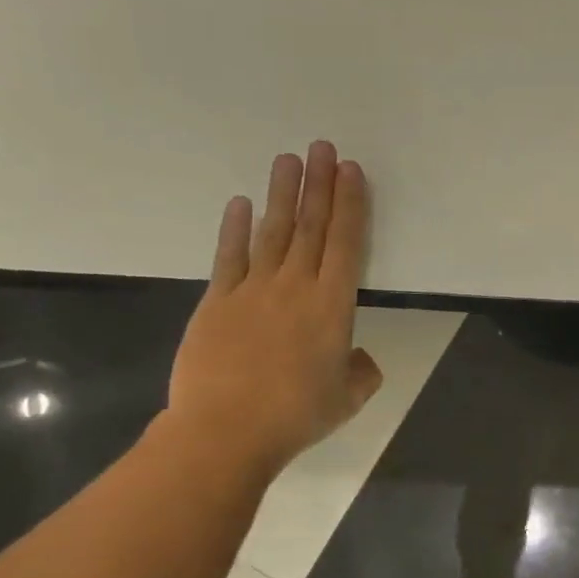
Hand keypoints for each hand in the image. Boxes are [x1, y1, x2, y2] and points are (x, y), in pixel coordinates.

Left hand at [166, 142, 382, 479]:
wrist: (226, 431)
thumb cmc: (297, 415)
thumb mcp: (349, 397)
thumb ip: (362, 371)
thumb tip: (357, 357)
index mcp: (333, 306)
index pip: (346, 243)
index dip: (350, 205)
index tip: (351, 171)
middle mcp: (295, 287)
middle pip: (310, 227)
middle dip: (318, 185)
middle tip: (322, 147)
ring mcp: (252, 291)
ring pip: (272, 233)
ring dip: (282, 194)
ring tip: (288, 160)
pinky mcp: (216, 302)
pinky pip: (229, 257)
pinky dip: (235, 229)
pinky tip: (241, 203)